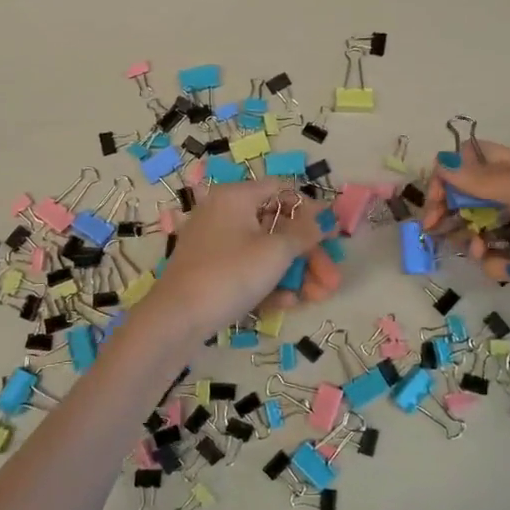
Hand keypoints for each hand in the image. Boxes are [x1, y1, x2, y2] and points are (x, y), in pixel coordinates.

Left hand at [138, 179, 332, 342]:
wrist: (176, 319)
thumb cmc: (230, 274)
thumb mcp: (275, 252)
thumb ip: (305, 233)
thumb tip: (327, 218)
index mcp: (236, 196)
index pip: (283, 190)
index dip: (312, 211)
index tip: (333, 235)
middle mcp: (223, 212)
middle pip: (277, 226)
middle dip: (309, 254)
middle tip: (331, 279)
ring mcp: (214, 242)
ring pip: (264, 251)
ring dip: (294, 273)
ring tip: (317, 298)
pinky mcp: (210, 269)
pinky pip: (247, 268)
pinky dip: (268, 282)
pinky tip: (286, 304)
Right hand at [422, 142, 509, 341]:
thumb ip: (488, 180)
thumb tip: (442, 163)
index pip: (476, 157)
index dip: (451, 171)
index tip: (436, 195)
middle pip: (470, 192)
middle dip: (449, 207)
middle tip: (432, 226)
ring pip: (478, 226)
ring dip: (469, 237)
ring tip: (480, 251)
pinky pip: (496, 256)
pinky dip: (493, 262)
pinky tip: (507, 271)